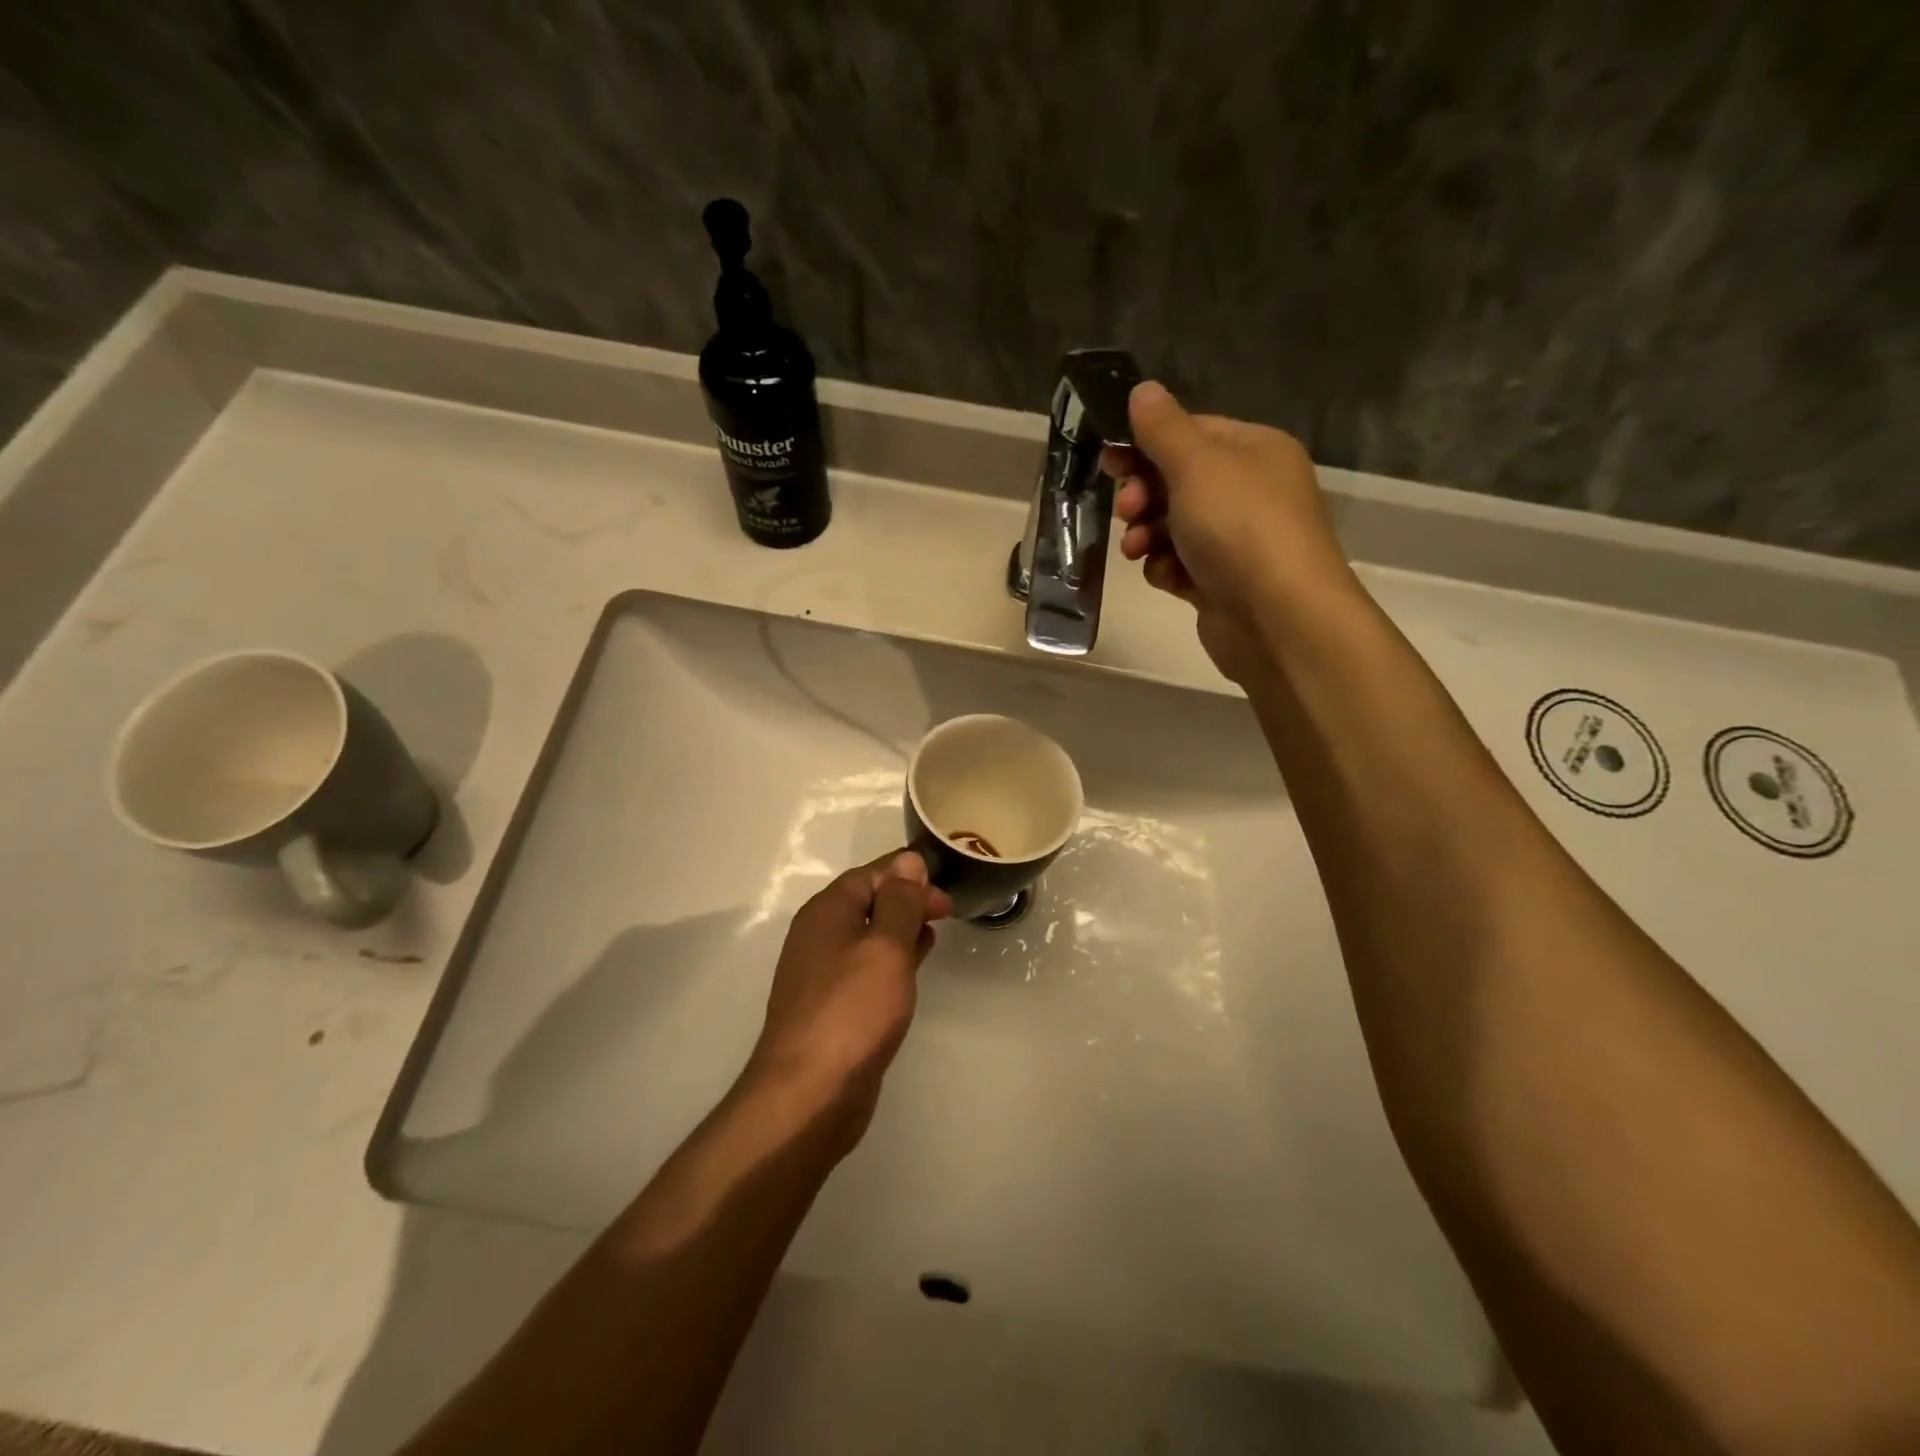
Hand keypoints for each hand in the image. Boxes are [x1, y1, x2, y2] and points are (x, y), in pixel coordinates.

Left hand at [745, 851, 952, 1149]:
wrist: (809, 1094)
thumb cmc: (852, 1010)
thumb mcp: (885, 947)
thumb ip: (900, 902)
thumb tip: (908, 861)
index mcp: (827, 912)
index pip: (870, 874)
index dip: (908, 874)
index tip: (946, 887)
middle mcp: (819, 936)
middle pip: (868, 901)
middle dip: (908, 899)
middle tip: (948, 911)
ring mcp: (823, 974)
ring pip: (868, 935)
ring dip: (901, 928)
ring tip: (936, 931)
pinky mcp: (833, 1006)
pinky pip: (866, 967)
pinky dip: (892, 959)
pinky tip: (914, 968)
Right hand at [1103, 381, 1358, 683]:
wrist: (1278, 617)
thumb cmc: (1239, 526)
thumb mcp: (1197, 464)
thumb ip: (1163, 428)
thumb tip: (1143, 390)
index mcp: (1255, 451)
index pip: (1192, 433)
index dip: (1148, 445)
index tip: (1110, 461)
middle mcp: (1251, 492)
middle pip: (1179, 481)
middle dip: (1144, 495)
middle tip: (1127, 509)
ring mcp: (1238, 541)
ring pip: (1174, 527)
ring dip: (1148, 535)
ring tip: (1137, 549)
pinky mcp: (1223, 584)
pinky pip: (1181, 565)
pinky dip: (1167, 569)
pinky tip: (1166, 577)